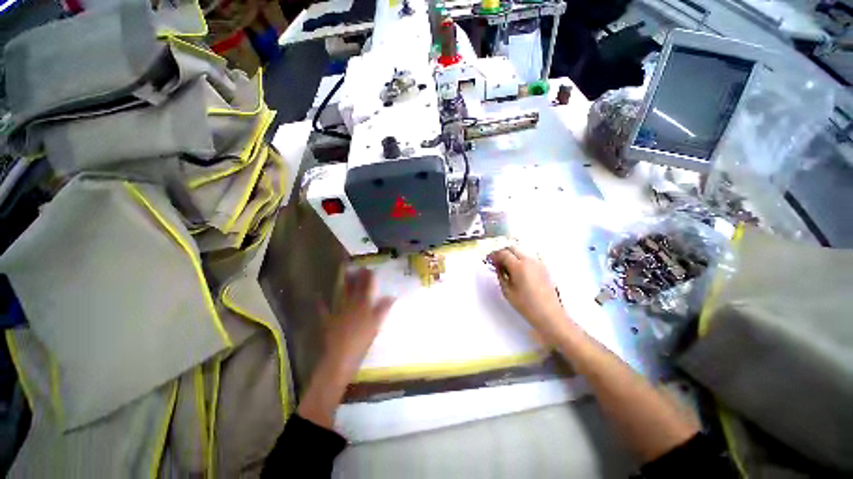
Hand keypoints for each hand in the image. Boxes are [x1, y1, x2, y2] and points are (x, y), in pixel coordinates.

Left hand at [298, 269, 393, 428]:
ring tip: (345, 272)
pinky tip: (318, 296)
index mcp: (364, 306)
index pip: (368, 288)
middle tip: (357, 267)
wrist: (341, 358)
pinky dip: (321, 303)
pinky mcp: (329, 321)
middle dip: (357, 277)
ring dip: (344, 284)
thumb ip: (383, 309)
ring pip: (342, 295)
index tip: (369, 268)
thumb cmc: (362, 341)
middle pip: (355, 289)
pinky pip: (324, 310)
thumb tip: (392, 296)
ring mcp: (339, 312)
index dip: (369, 278)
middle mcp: (351, 305)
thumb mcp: (376, 325)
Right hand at [487, 246, 569, 344]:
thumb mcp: (507, 291)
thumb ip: (500, 275)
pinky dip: (522, 257)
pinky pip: (530, 255)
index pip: (503, 253)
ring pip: (521, 250)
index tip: (489, 259)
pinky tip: (519, 266)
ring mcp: (538, 262)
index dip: (494, 255)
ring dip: (512, 254)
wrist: (549, 314)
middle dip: (502, 252)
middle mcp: (529, 260)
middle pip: (512, 248)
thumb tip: (497, 266)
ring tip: (506, 264)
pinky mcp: (544, 267)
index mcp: (518, 266)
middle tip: (496, 260)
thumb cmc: (526, 305)